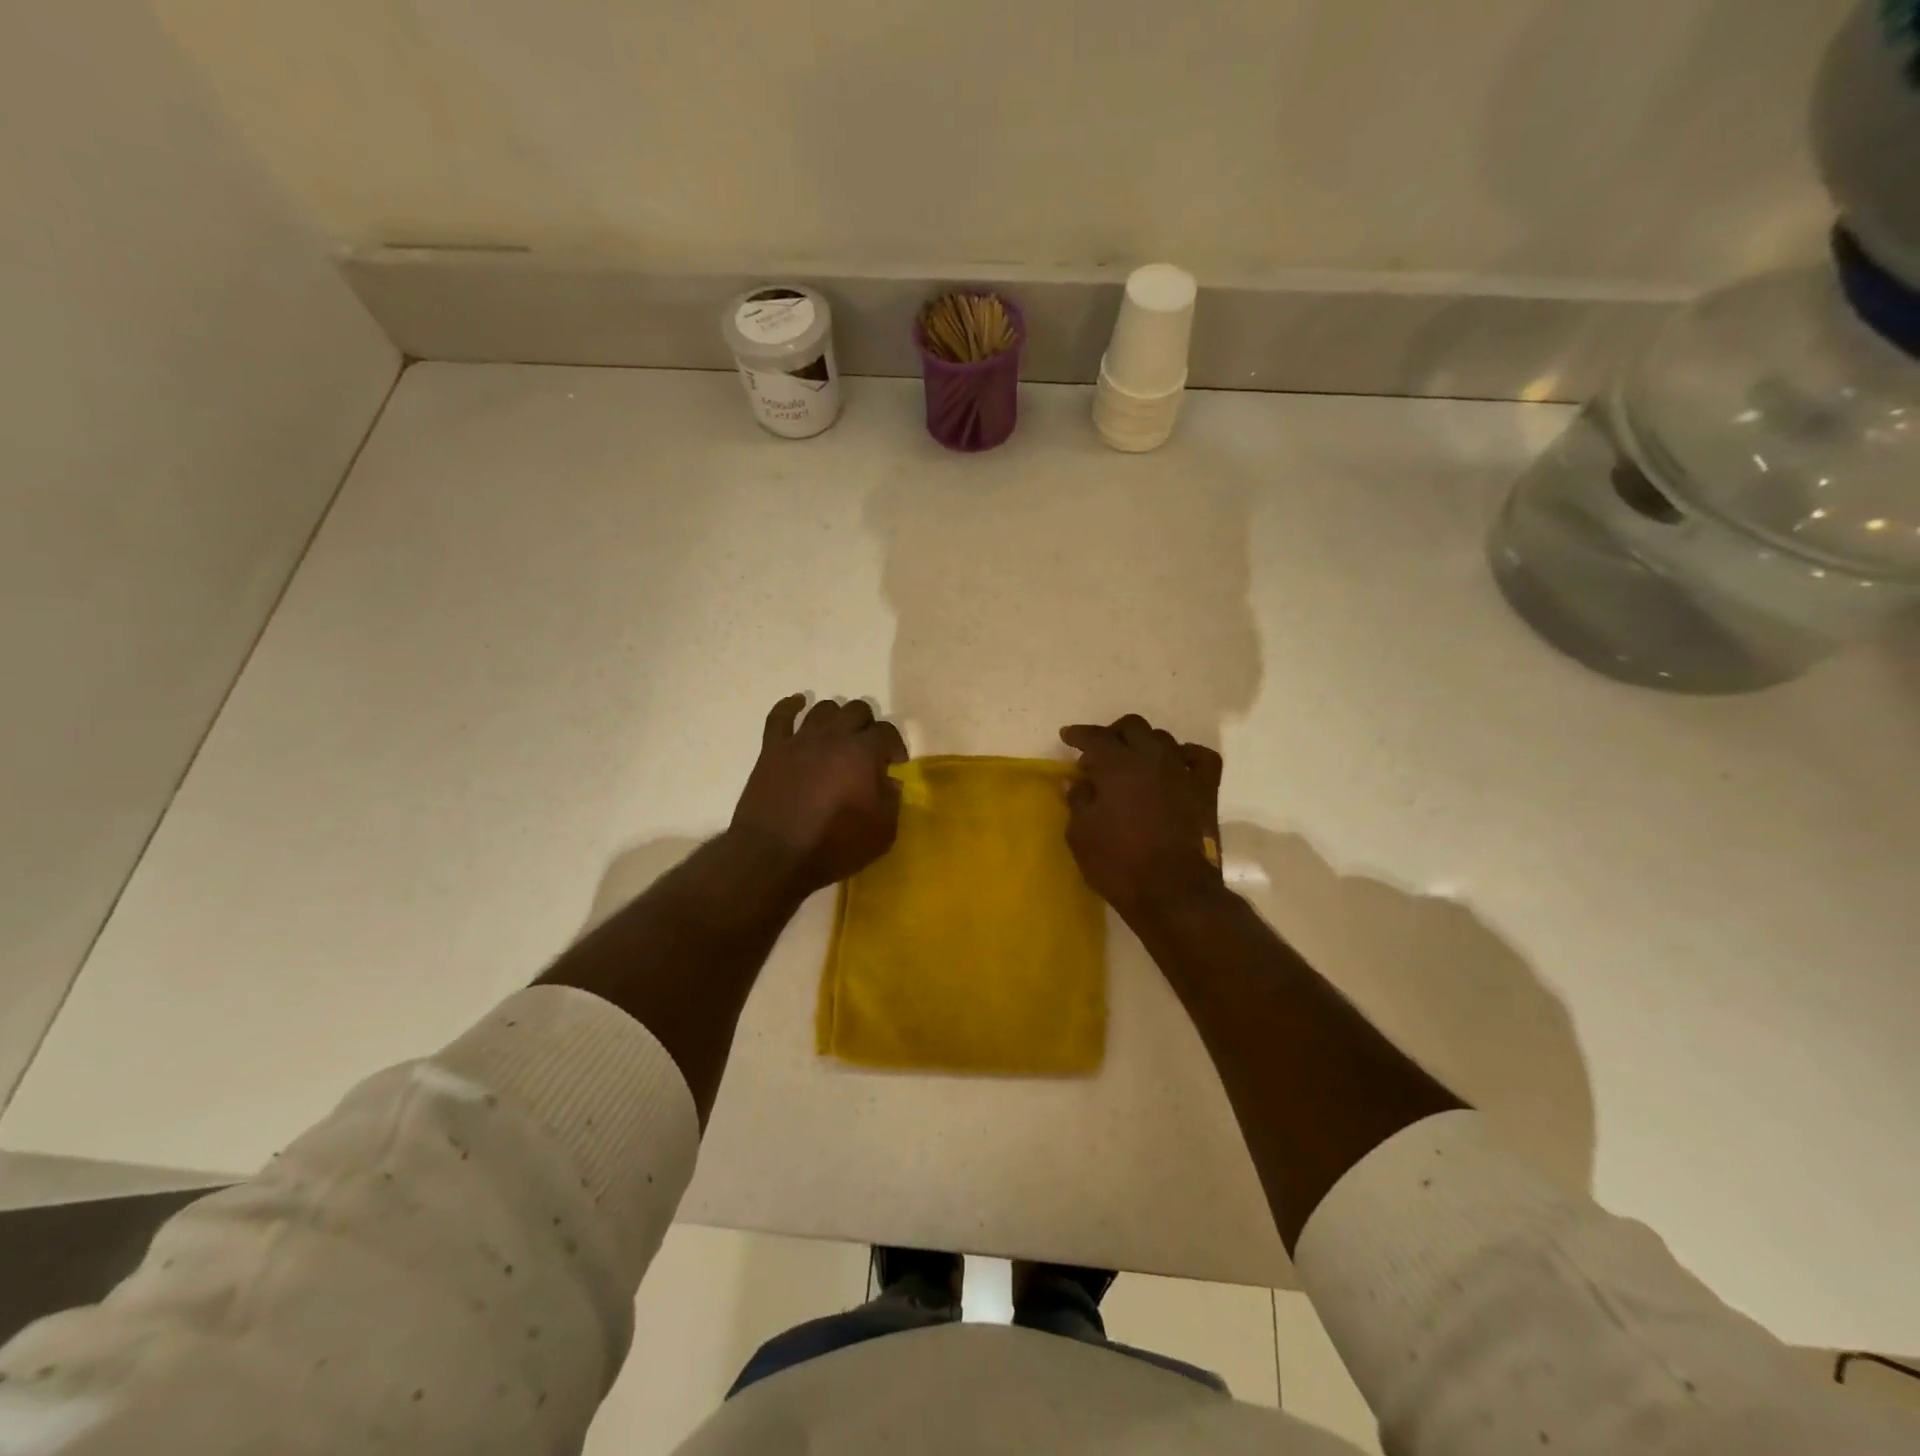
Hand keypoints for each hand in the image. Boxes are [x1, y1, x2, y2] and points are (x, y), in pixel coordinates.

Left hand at [731, 695, 907, 894]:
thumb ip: (891, 801)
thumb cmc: (833, 846)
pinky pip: (780, 716)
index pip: (886, 731)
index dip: (894, 745)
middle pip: (856, 710)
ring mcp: (800, 740)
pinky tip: (798, 704)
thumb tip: (889, 782)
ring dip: (836, 717)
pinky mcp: (772, 749)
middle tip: (867, 749)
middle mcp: (833, 737)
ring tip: (838, 734)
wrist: (774, 855)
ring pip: (823, 708)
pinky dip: (791, 706)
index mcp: (862, 753)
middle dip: (868, 726)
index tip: (895, 764)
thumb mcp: (882, 833)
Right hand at [1059, 715, 1223, 922]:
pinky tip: (1175, 765)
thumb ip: (1078, 800)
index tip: (1067, 737)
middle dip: (1112, 735)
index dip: (1078, 735)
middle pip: (1132, 727)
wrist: (1173, 893)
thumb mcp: (1081, 834)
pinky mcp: (1205, 791)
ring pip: (1163, 739)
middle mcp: (1152, 757)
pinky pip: (1200, 758)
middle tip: (1098, 754)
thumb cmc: (1119, 863)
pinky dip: (1185, 755)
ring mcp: (1182, 771)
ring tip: (1132, 763)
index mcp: (1117, 764)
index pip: (1095, 737)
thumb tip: (1077, 782)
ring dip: (1143, 745)